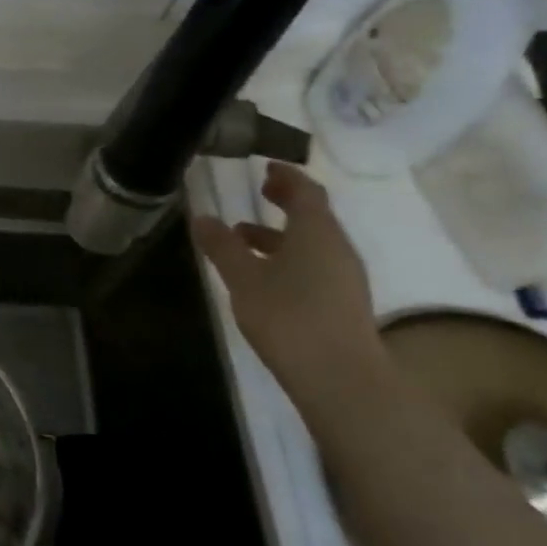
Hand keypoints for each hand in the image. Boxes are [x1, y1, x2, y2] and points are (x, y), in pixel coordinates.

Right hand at [192, 162, 388, 406]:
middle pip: (314, 215)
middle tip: (260, 190)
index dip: (288, 176)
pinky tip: (263, 274)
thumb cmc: (289, 317)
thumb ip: (222, 246)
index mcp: (316, 232)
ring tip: (243, 236)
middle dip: (286, 201)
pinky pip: (316, 264)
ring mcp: (344, 277)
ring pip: (313, 242)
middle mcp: (337, 248)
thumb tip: (202, 217)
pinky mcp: (343, 302)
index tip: (267, 165)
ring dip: (282, 233)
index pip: (307, 191)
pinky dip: (289, 256)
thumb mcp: (243, 278)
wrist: (341, 379)